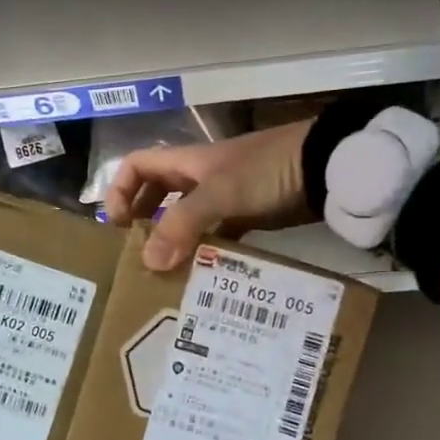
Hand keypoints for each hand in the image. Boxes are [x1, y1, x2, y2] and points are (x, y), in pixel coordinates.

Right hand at [105, 120, 314, 270]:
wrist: (323, 167)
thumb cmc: (266, 171)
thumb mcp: (220, 194)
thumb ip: (183, 224)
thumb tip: (148, 261)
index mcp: (185, 162)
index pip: (136, 166)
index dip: (119, 190)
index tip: (116, 225)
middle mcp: (198, 177)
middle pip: (157, 194)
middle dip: (142, 221)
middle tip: (136, 255)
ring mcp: (224, 197)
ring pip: (186, 219)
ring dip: (174, 242)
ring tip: (165, 274)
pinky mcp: (247, 215)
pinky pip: (216, 235)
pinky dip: (206, 253)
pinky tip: (202, 277)